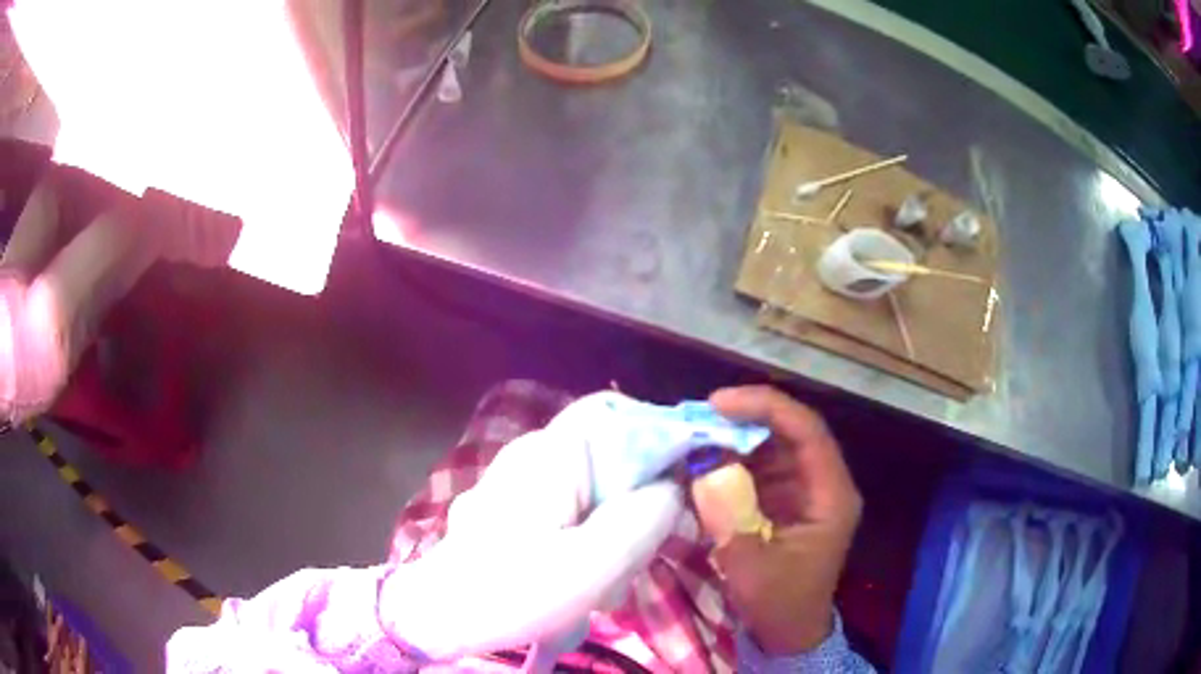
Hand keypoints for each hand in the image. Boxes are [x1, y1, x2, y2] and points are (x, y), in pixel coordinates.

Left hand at [381, 394, 689, 660]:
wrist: (442, 618)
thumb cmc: (513, 591)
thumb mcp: (596, 562)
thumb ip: (648, 515)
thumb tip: (675, 485)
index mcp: (551, 452)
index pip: (619, 413)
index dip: (659, 441)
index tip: (677, 493)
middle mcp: (534, 454)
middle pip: (612, 456)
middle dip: (635, 505)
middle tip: (633, 558)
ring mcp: (520, 482)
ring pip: (595, 490)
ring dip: (611, 532)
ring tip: (604, 584)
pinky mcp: (515, 509)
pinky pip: (571, 511)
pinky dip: (587, 541)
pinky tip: (582, 581)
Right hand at [702, 386, 862, 654]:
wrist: (788, 634)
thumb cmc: (779, 605)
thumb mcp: (751, 568)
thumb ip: (729, 516)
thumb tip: (702, 466)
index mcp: (830, 495)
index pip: (806, 431)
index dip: (765, 407)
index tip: (718, 404)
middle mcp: (821, 483)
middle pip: (788, 431)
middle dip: (741, 420)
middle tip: (693, 419)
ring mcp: (802, 490)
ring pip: (769, 446)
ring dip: (730, 439)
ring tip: (689, 439)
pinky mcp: (782, 500)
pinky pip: (757, 468)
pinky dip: (727, 462)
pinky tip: (698, 465)